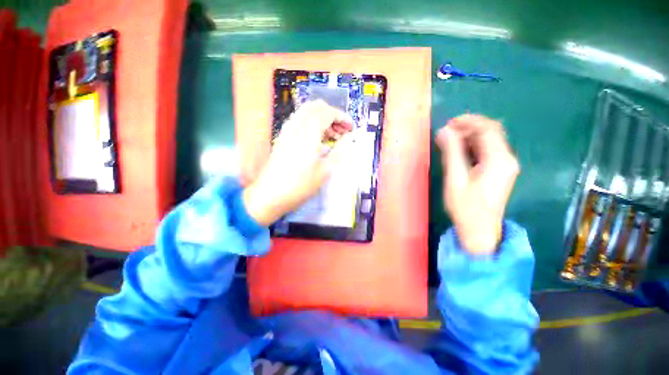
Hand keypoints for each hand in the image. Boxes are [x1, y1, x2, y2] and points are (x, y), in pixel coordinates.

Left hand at [243, 100, 354, 225]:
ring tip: (333, 136)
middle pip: (317, 107)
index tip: (351, 128)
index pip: (328, 112)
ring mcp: (288, 129)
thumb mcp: (325, 170)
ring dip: (323, 119)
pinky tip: (318, 139)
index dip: (342, 117)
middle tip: (343, 131)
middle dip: (333, 115)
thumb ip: (339, 150)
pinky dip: (313, 123)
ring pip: (308, 112)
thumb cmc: (300, 185)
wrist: (271, 194)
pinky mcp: (283, 136)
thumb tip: (350, 138)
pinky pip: (300, 120)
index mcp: (309, 132)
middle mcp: (297, 125)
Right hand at [435, 114, 519, 254]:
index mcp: (499, 160)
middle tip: (446, 130)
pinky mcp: (499, 171)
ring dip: (469, 136)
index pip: (487, 129)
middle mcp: (506, 159)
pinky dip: (472, 145)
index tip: (448, 123)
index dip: (468, 121)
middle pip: (491, 132)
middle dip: (469, 127)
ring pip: (489, 141)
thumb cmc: (466, 207)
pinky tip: (459, 150)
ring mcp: (504, 165)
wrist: (479, 230)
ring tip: (449, 139)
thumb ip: (451, 153)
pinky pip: (487, 151)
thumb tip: (444, 131)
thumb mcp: (456, 179)